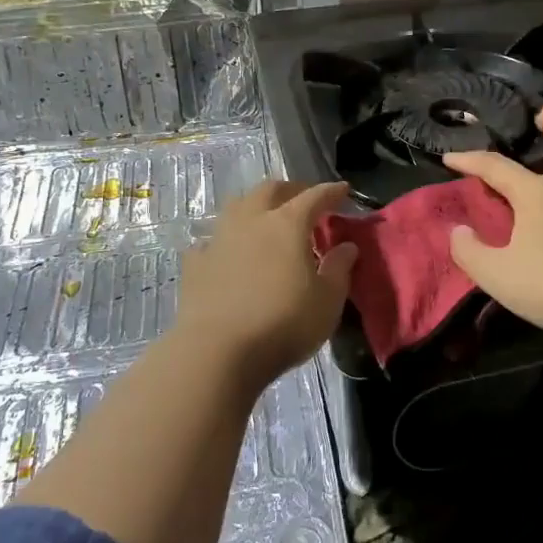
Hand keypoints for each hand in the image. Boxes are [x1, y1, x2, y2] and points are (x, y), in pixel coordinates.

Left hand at [173, 180, 358, 388]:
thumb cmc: (283, 324)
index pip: (314, 197)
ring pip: (237, 206)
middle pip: (270, 190)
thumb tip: (346, 247)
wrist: (217, 352)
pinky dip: (225, 240)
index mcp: (287, 224)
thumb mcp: (327, 301)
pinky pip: (211, 240)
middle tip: (304, 200)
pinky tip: (228, 252)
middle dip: (290, 190)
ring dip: (255, 206)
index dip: (331, 192)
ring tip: (265, 219)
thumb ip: (339, 269)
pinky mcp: (195, 264)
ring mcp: (218, 239)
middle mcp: (251, 221)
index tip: (343, 190)